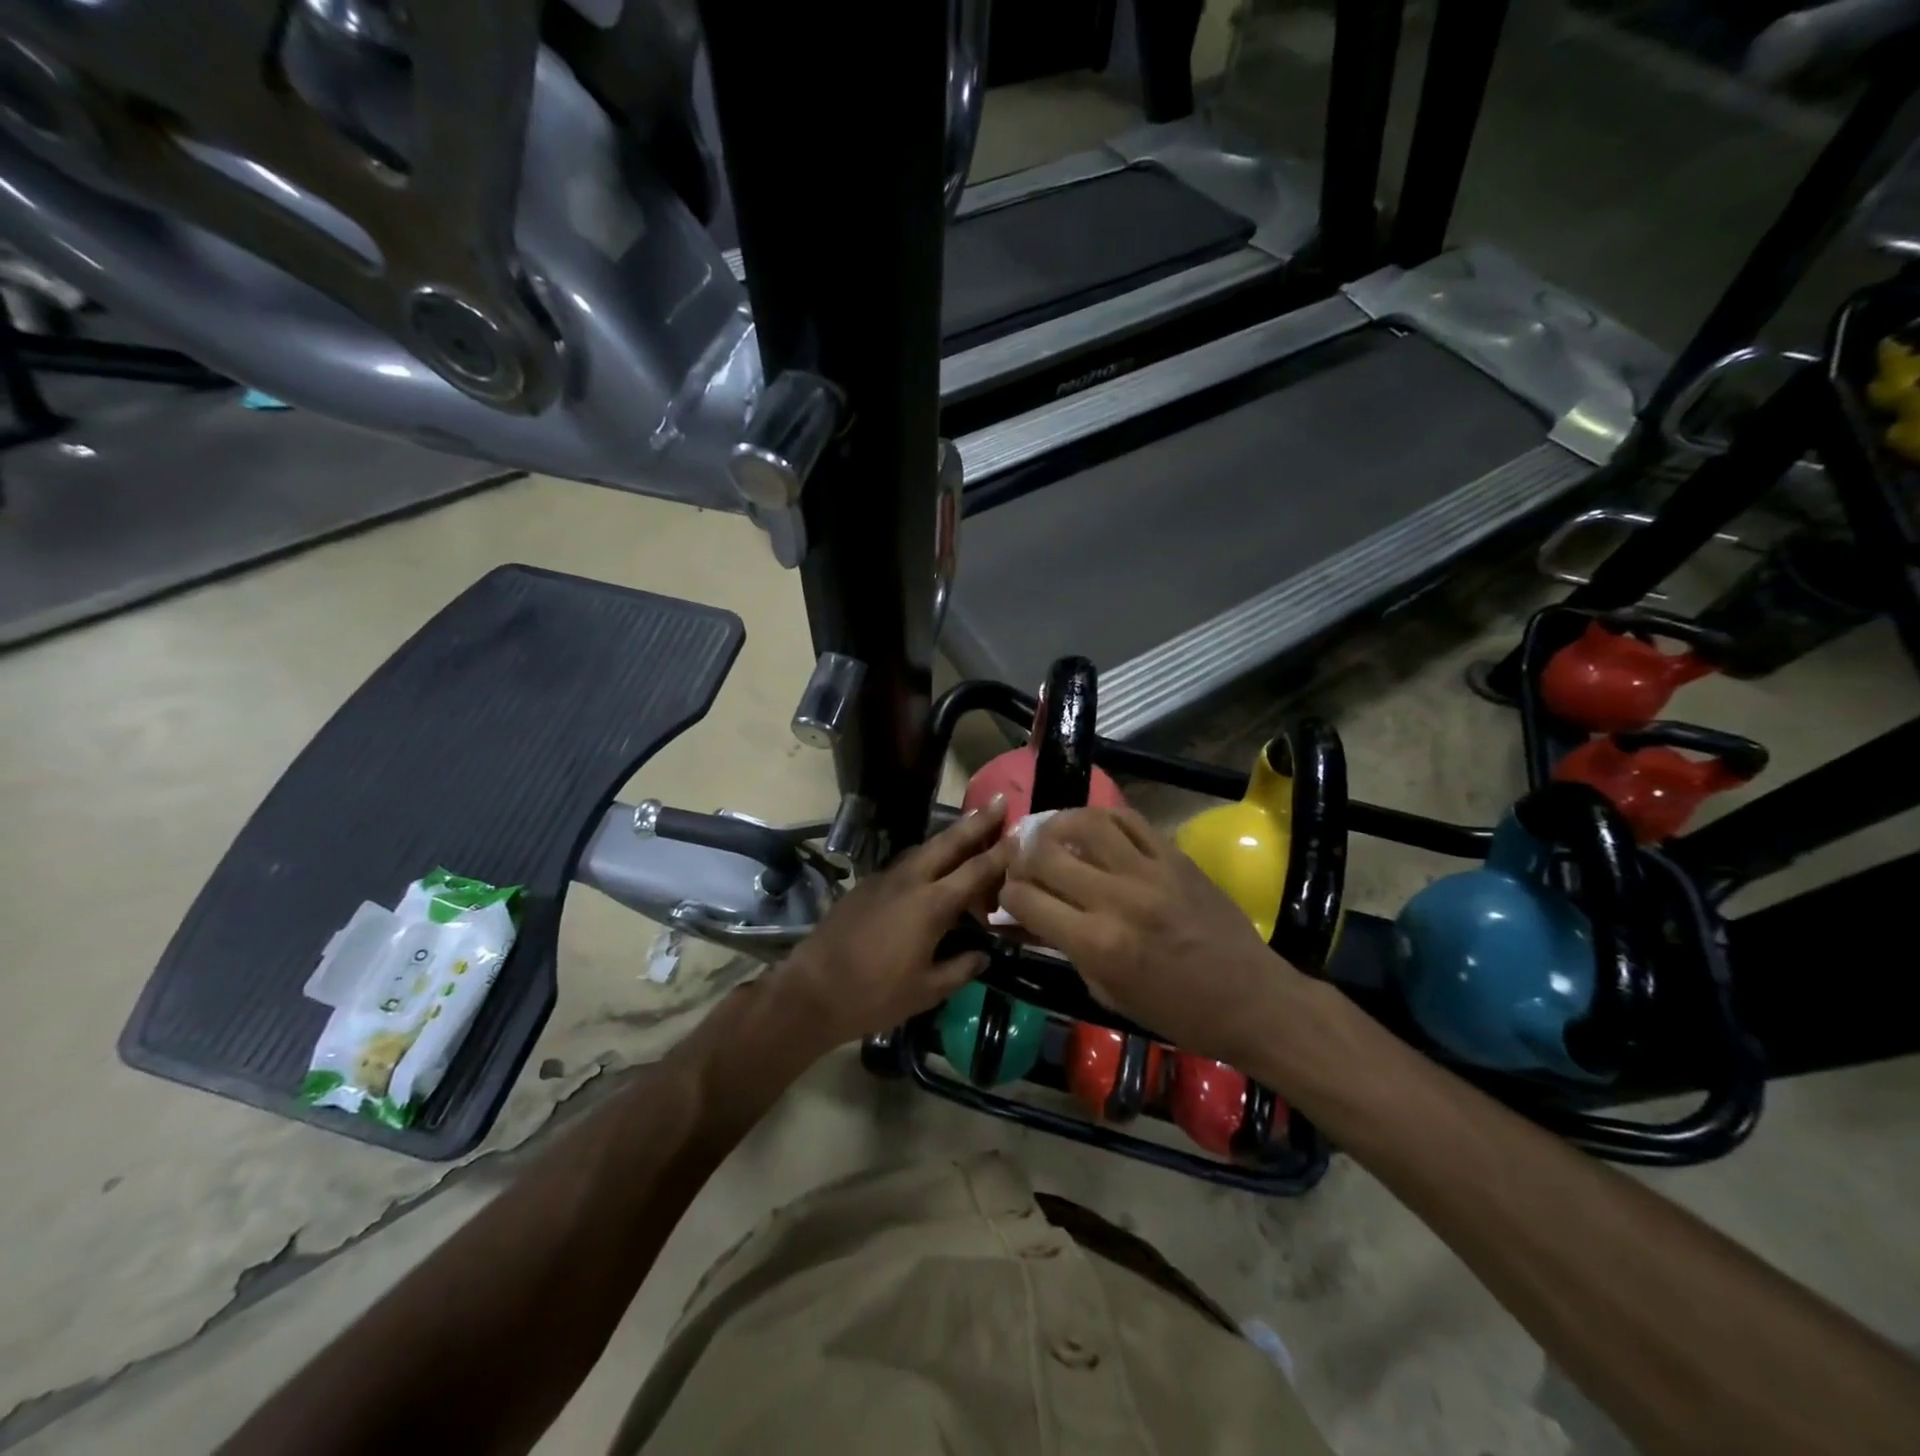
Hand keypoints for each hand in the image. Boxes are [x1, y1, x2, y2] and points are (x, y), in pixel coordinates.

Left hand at [780, 797, 1011, 1048]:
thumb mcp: (926, 990)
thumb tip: (982, 955)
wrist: (812, 990)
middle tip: (1000, 801)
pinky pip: (905, 864)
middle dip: (977, 821)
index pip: (976, 870)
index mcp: (931, 905)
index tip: (1022, 832)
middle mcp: (910, 881)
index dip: (1002, 851)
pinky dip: (927, 859)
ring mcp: (884, 879)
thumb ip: (960, 968)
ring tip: (971, 830)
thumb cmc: (875, 995)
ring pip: (925, 849)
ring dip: (951, 837)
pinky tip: (932, 871)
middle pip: (949, 842)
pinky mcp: (866, 886)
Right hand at [999, 806, 1301, 1064]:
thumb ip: (1065, 947)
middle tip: (1021, 861)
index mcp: (1097, 943)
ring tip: (1049, 832)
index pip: (1026, 899)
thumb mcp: (1108, 992)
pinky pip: (1129, 820)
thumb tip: (1028, 917)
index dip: (1007, 894)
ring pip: (1086, 823)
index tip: (1008, 895)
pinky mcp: (1175, 856)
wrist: (1252, 1000)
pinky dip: (1102, 819)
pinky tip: (1093, 829)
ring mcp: (1149, 871)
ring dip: (1056, 824)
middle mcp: (1117, 899)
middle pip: (1046, 855)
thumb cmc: (1176, 1012)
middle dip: (1022, 857)